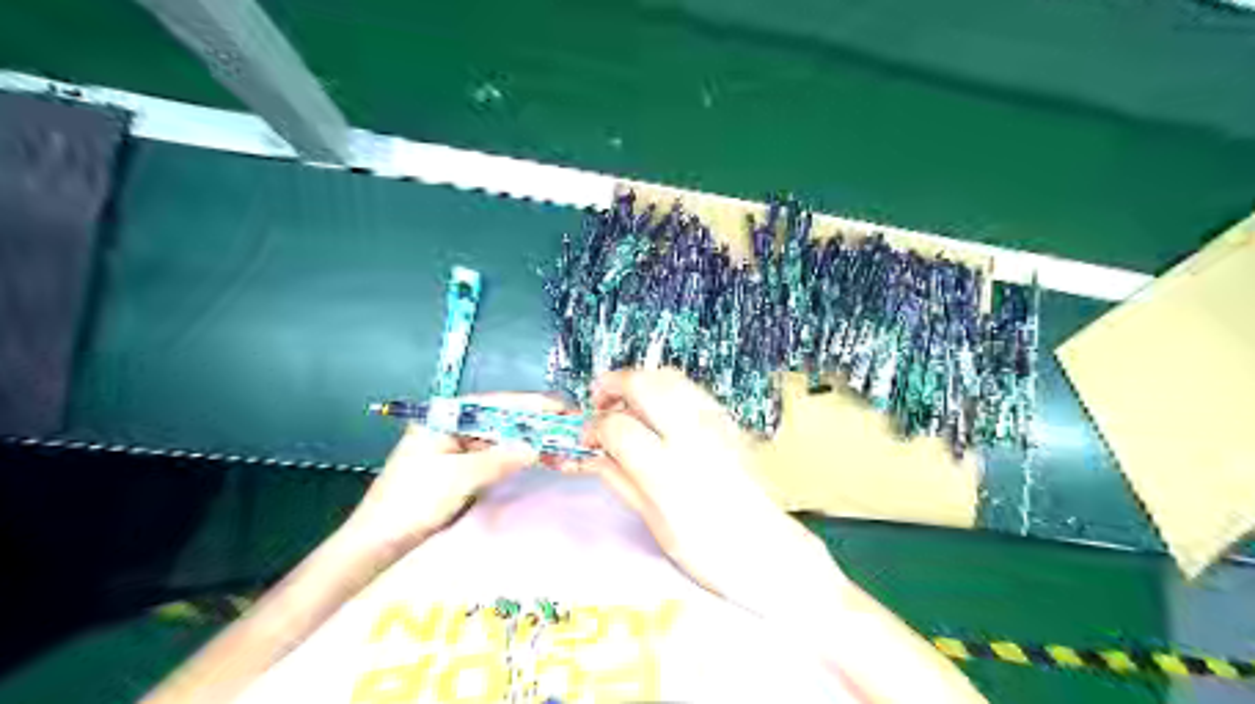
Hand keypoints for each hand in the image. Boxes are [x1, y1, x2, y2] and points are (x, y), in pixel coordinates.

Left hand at [341, 394, 561, 550]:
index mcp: (443, 417)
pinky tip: (539, 457)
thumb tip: (537, 447)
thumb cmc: (412, 501)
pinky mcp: (463, 467)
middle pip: (500, 418)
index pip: (494, 404)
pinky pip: (496, 456)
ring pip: (501, 438)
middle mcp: (452, 426)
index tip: (559, 406)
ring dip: (528, 440)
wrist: (379, 541)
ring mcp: (458, 447)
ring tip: (561, 441)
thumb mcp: (457, 477)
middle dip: (533, 422)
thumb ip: (499, 459)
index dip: (529, 404)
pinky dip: (517, 457)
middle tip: (567, 424)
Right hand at [577, 369, 802, 603]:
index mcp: (668, 470)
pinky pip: (691, 388)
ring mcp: (715, 422)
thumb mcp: (656, 522)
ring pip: (668, 376)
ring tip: (626, 403)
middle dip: (612, 385)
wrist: (768, 548)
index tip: (588, 438)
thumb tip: (594, 454)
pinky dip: (666, 387)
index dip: (594, 428)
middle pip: (642, 383)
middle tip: (599, 401)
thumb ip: (621, 480)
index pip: (617, 427)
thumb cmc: (709, 550)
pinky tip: (658, 411)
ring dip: (639, 381)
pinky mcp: (728, 420)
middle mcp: (692, 435)